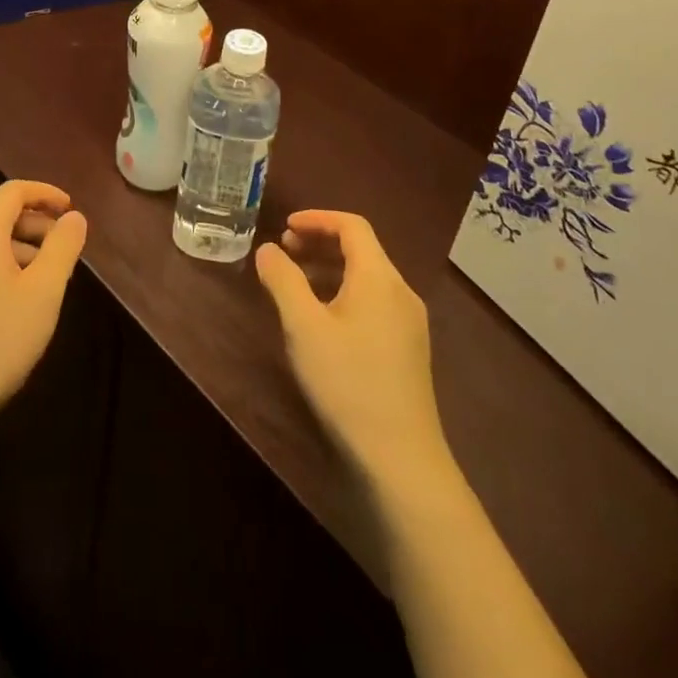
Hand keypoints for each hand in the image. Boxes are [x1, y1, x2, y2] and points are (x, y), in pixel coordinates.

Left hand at [0, 180, 88, 437]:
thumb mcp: (44, 293)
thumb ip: (63, 247)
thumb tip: (73, 217)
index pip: (12, 191)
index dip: (45, 193)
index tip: (70, 210)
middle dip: (35, 225)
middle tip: (63, 250)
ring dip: (18, 249)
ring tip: (43, 281)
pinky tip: (11, 304)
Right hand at [255, 209, 452, 488]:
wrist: (401, 459)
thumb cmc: (348, 382)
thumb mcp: (303, 327)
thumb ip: (283, 280)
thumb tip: (268, 249)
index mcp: (379, 277)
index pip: (352, 226)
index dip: (317, 218)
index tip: (285, 227)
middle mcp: (400, 291)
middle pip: (361, 249)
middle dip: (321, 243)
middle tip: (284, 252)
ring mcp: (410, 322)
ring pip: (367, 278)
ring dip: (331, 269)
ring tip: (296, 284)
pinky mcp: (409, 350)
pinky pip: (374, 302)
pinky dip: (345, 293)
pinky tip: (323, 320)